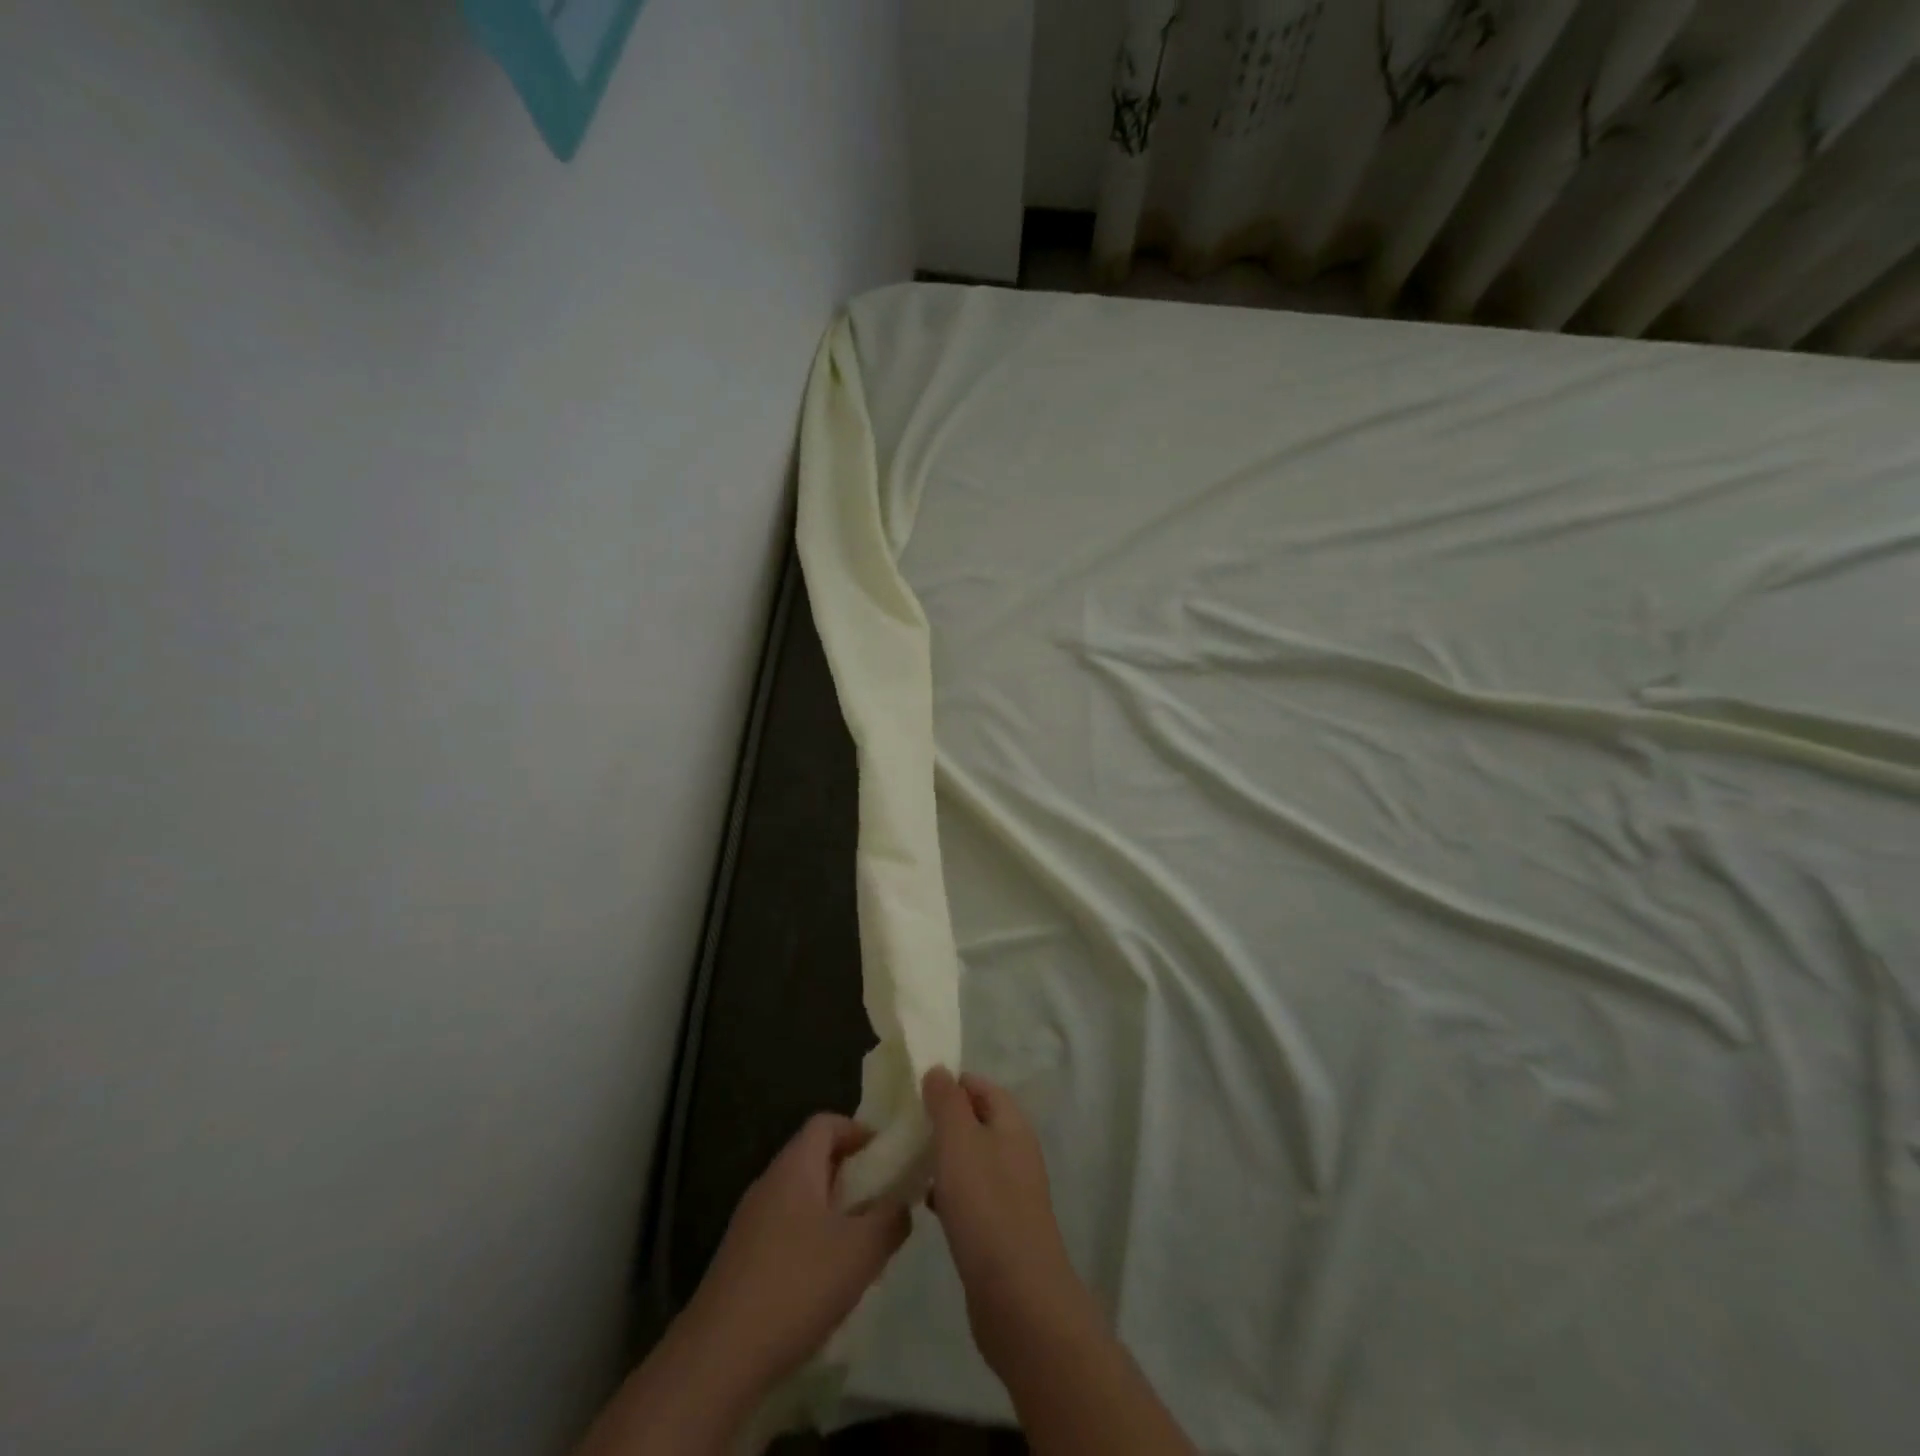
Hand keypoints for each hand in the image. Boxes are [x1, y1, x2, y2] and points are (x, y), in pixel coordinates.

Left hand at [684, 1114, 911, 1393]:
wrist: (718, 1357)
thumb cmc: (797, 1286)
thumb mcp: (861, 1251)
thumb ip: (891, 1219)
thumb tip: (903, 1204)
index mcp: (795, 1166)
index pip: (826, 1122)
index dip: (859, 1131)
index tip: (887, 1158)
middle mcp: (769, 1182)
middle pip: (814, 1158)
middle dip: (851, 1174)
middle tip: (881, 1202)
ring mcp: (749, 1221)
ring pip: (800, 1196)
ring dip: (832, 1210)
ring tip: (859, 1244)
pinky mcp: (740, 1258)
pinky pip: (784, 1229)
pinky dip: (810, 1238)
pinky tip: (824, 1279)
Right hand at [921, 1068, 1099, 1371]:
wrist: (1018, 1297)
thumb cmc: (986, 1205)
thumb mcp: (959, 1141)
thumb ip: (947, 1102)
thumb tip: (939, 1070)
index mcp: (1012, 1123)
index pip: (980, 1085)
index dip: (949, 1083)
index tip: (912, 1092)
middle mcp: (1015, 1151)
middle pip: (975, 1121)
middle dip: (941, 1121)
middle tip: (904, 1127)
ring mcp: (1010, 1191)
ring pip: (970, 1159)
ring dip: (941, 1157)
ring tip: (906, 1162)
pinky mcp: (999, 1227)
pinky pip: (969, 1195)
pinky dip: (946, 1192)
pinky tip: (922, 1203)